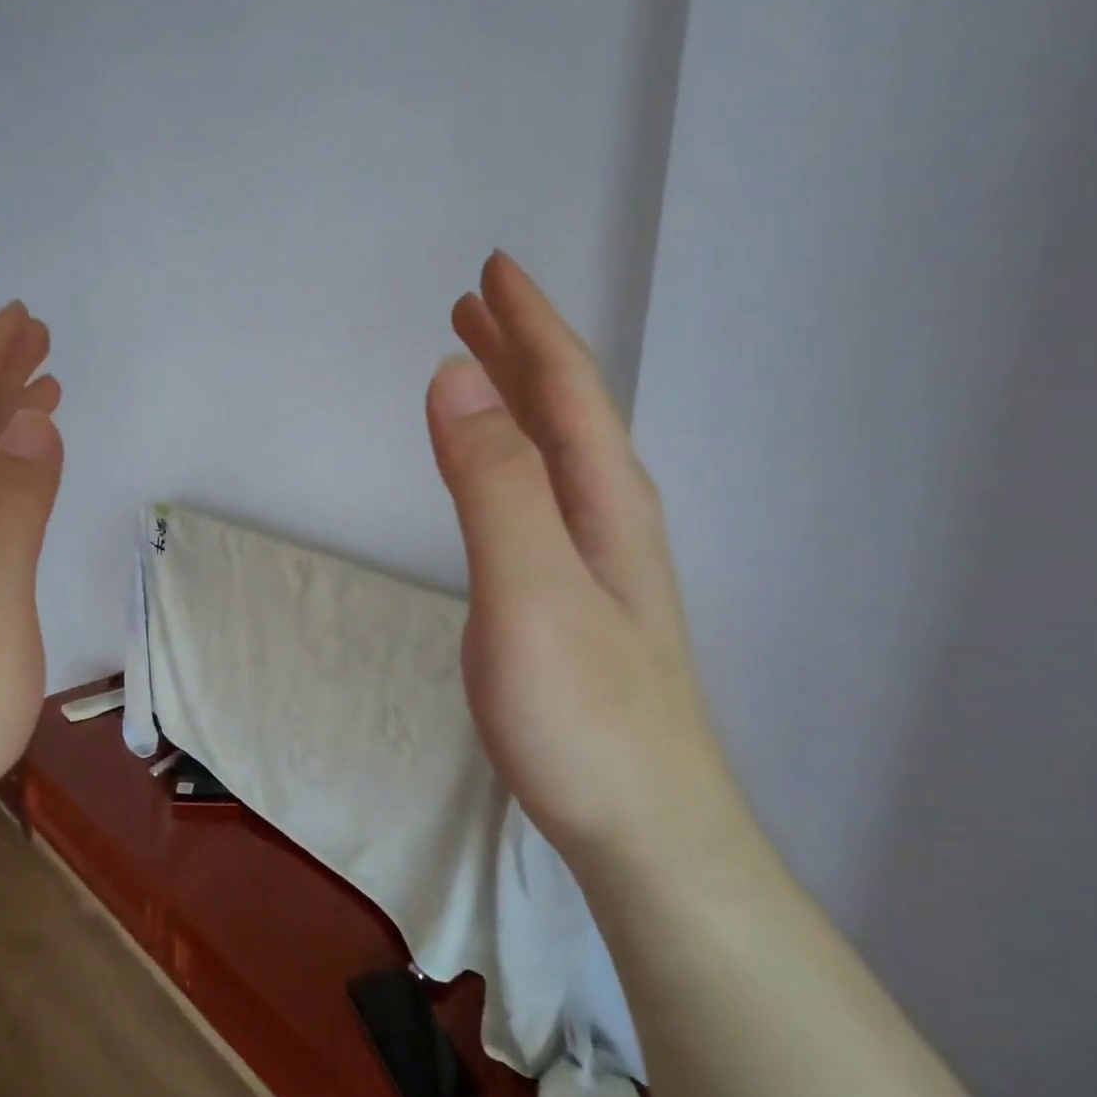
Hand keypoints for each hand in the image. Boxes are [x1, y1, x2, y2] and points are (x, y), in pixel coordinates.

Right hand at [425, 253, 740, 871]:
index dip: (529, 323)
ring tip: (477, 369)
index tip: (491, 270)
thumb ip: (493, 484)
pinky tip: (499, 473)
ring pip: (553, 454)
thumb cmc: (583, 713)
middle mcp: (606, 517)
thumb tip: (454, 379)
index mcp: (602, 499)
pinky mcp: (572, 600)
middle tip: (474, 304)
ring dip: (515, 401)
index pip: (566, 386)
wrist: (641, 826)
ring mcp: (593, 561)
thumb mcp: (529, 589)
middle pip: (564, 410)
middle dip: (520, 348)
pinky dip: (512, 458)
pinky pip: (539, 498)